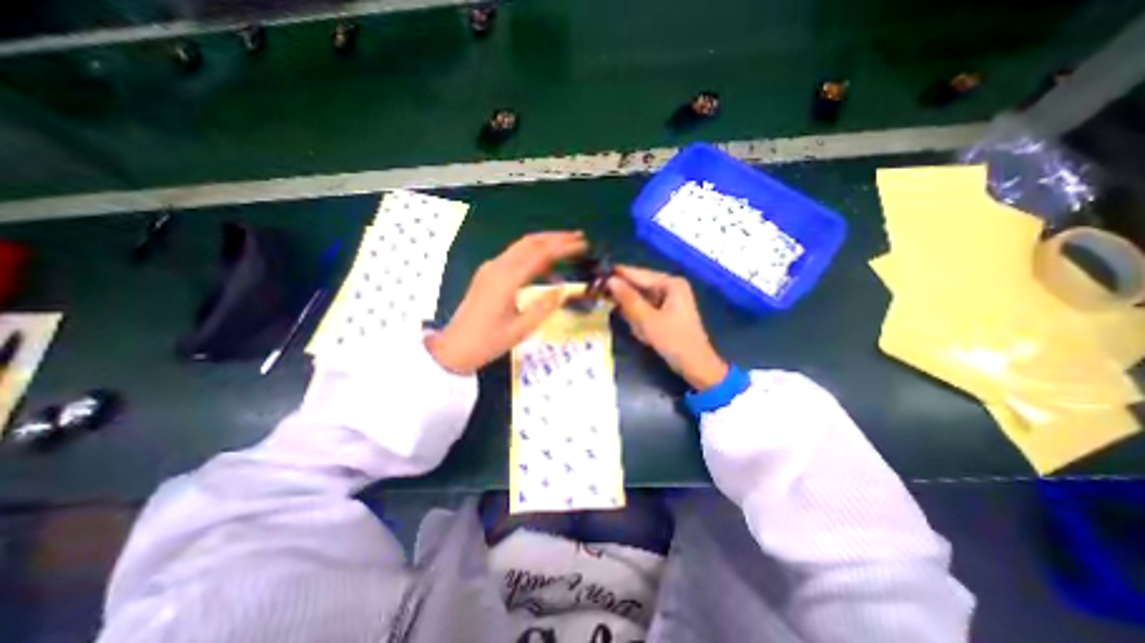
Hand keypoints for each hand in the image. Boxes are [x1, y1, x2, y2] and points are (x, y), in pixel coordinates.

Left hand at [430, 230, 588, 373]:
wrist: (454, 348)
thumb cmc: (488, 342)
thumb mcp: (522, 329)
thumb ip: (545, 306)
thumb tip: (563, 287)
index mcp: (507, 280)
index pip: (541, 254)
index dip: (563, 246)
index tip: (582, 244)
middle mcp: (498, 267)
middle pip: (530, 242)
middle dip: (555, 237)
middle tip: (578, 238)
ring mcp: (490, 268)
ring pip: (521, 246)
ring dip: (544, 242)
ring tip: (566, 246)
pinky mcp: (487, 273)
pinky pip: (514, 256)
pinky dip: (532, 254)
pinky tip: (545, 265)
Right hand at [608, 264, 723, 388]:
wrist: (696, 366)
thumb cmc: (673, 340)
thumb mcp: (646, 319)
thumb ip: (627, 299)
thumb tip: (610, 281)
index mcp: (670, 283)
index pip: (638, 274)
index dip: (617, 275)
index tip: (596, 276)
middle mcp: (671, 287)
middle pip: (639, 286)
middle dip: (624, 296)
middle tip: (599, 297)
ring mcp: (669, 300)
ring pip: (641, 299)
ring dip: (631, 310)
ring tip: (624, 320)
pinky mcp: (666, 313)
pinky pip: (646, 309)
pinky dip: (639, 318)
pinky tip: (638, 330)